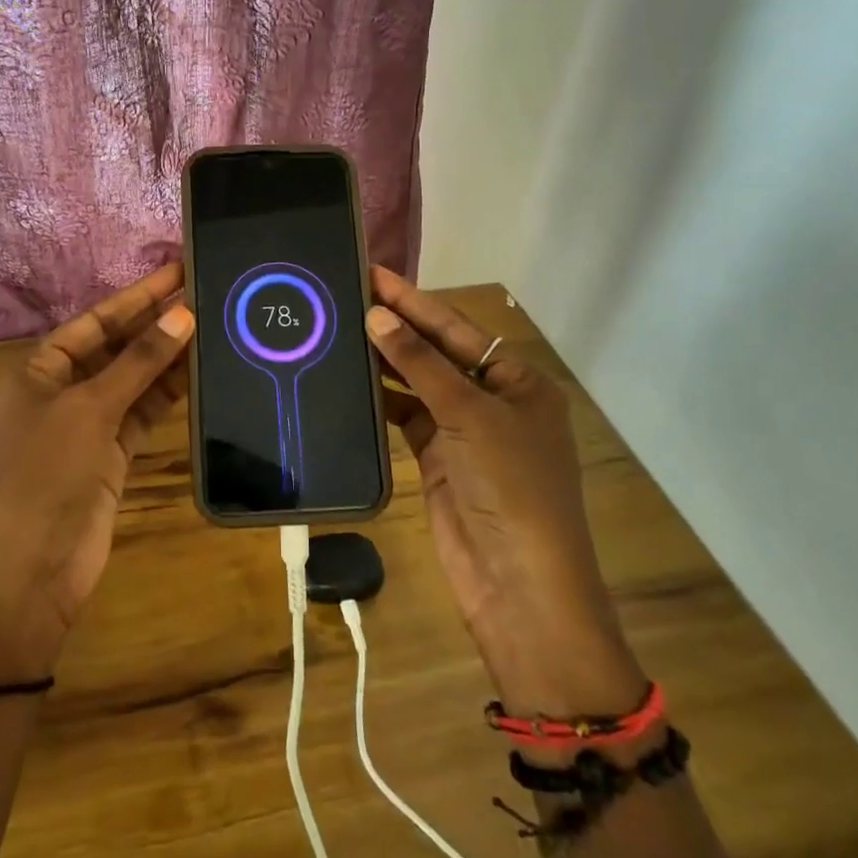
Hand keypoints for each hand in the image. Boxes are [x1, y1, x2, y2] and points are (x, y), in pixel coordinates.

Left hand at [0, 264, 194, 683]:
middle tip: (207, 292)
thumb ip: (138, 362)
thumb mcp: (88, 410)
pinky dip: (169, 394)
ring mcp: (89, 424)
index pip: (97, 319)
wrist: (30, 573)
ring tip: (216, 325)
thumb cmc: (45, 476)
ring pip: (135, 379)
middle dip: (157, 322)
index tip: (179, 271)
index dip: (138, 296)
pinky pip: (144, 412)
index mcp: (40, 369)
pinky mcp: (112, 455)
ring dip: (169, 357)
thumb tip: (183, 314)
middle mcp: (64, 389)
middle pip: (117, 346)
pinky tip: (201, 372)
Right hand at [365, 265, 644, 718]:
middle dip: (397, 325)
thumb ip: (420, 364)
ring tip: (339, 328)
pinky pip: (405, 417)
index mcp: (519, 381)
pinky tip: (350, 378)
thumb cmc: (511, 487)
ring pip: (418, 385)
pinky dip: (381, 399)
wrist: (519, 585)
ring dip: (385, 360)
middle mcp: (493, 401)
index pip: (458, 329)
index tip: (373, 272)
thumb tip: (377, 314)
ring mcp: (464, 433)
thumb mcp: (469, 415)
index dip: (415, 300)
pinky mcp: (438, 460)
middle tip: (347, 293)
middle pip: (437, 353)